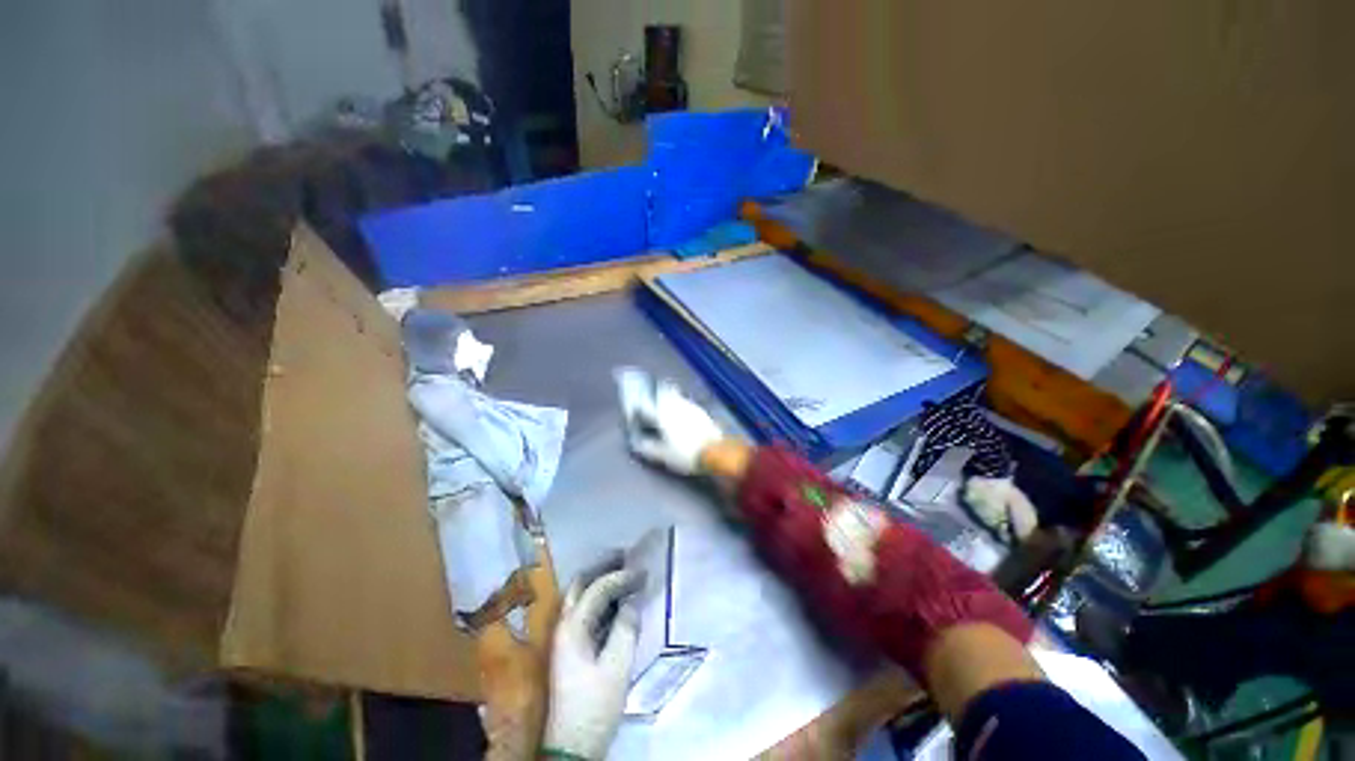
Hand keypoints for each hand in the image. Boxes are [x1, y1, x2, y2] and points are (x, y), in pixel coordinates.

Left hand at [542, 567, 644, 759]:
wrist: (573, 745)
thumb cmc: (595, 705)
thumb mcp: (616, 667)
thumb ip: (626, 629)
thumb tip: (632, 602)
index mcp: (571, 628)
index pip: (597, 589)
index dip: (620, 577)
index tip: (643, 572)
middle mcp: (564, 627)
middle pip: (581, 585)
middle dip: (603, 568)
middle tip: (626, 558)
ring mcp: (566, 639)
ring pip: (582, 598)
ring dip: (601, 582)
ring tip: (624, 573)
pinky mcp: (572, 650)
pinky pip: (587, 613)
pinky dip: (602, 601)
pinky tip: (618, 603)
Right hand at [614, 367, 722, 474]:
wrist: (713, 451)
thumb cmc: (684, 453)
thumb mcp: (662, 455)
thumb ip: (647, 447)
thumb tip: (637, 442)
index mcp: (661, 415)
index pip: (645, 405)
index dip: (637, 404)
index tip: (632, 404)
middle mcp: (674, 405)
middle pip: (661, 392)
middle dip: (653, 391)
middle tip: (647, 389)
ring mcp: (688, 405)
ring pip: (674, 394)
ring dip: (666, 392)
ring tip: (662, 392)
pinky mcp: (699, 409)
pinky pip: (684, 400)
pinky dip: (679, 400)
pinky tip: (679, 405)